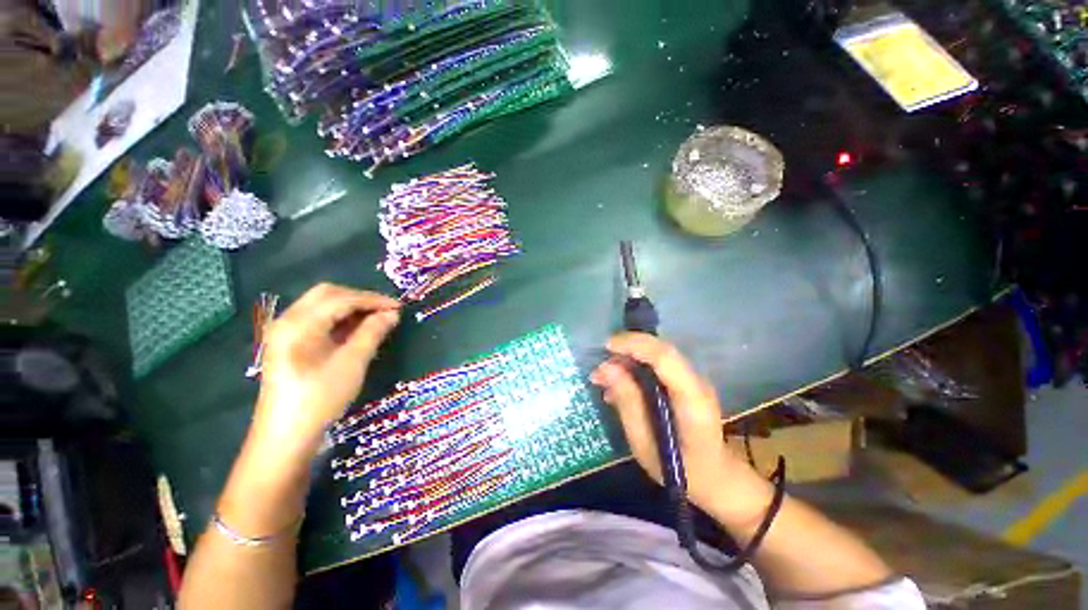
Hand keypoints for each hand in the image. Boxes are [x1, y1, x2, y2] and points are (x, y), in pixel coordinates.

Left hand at [253, 284, 400, 457]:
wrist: (286, 436)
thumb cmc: (319, 399)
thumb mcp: (352, 363)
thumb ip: (372, 333)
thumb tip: (392, 314)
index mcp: (299, 324)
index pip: (341, 299)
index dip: (373, 300)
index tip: (399, 307)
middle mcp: (287, 320)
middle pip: (328, 294)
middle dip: (360, 298)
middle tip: (387, 310)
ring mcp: (286, 332)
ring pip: (322, 305)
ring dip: (351, 307)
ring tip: (377, 318)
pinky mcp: (290, 343)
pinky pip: (318, 320)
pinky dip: (341, 319)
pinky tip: (358, 329)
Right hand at [591, 333, 769, 520]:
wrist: (717, 478)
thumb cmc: (681, 471)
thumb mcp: (645, 444)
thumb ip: (627, 403)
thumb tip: (607, 368)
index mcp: (692, 400)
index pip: (665, 357)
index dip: (634, 345)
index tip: (606, 346)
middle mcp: (697, 382)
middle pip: (660, 350)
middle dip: (626, 350)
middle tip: (599, 368)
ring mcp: (693, 380)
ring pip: (657, 355)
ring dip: (627, 359)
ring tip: (602, 379)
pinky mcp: (686, 383)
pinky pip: (657, 366)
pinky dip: (634, 368)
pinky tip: (617, 386)